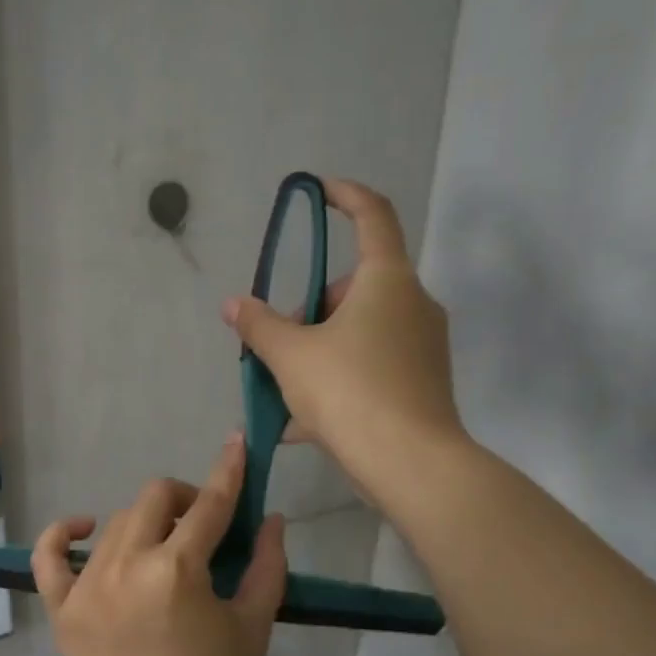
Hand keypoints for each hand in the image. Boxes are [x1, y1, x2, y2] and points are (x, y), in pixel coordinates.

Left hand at [31, 438, 287, 655]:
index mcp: (177, 570)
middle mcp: (126, 566)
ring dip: (144, 522)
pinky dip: (62, 534)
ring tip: (160, 546)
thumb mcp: (254, 625)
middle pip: (154, 498)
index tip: (236, 443)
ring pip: (115, 522)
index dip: (228, 470)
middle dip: (184, 498)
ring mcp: (87, 586)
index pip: (209, 505)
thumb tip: (271, 518)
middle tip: (200, 523)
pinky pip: (48, 556)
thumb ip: (266, 564)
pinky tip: (84, 528)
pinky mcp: (63, 609)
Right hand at [221, 177, 462, 503]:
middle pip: (354, 288)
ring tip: (280, 393)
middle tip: (278, 344)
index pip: (373, 215)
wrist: (411, 464)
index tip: (319, 191)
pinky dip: (337, 382)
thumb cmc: (350, 391)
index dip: (346, 196)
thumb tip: (233, 304)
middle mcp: (413, 304)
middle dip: (310, 310)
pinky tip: (302, 424)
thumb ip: (259, 325)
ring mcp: (422, 346)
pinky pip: (370, 368)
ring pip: (359, 333)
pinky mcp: (422, 383)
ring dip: (318, 352)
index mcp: (387, 281)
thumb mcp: (291, 356)